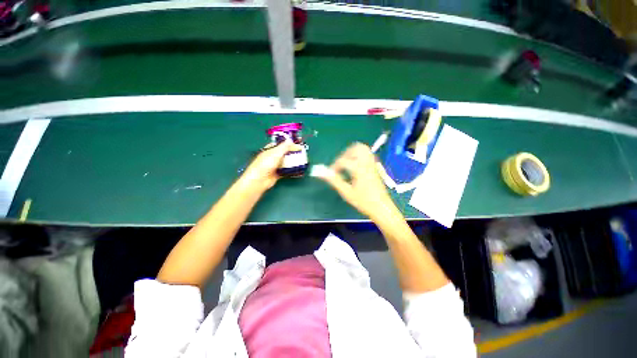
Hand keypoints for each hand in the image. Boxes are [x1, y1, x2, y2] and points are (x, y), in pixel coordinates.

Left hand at [240, 140, 302, 191]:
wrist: (260, 180)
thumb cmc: (266, 164)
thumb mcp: (276, 153)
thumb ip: (284, 147)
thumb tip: (290, 140)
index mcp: (269, 150)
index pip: (280, 144)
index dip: (288, 143)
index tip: (297, 143)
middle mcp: (272, 157)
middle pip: (284, 153)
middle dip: (292, 152)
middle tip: (301, 152)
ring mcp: (275, 166)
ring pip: (285, 162)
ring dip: (293, 161)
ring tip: (302, 160)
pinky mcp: (277, 174)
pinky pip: (286, 171)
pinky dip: (292, 170)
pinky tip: (298, 171)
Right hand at [314, 143, 401, 221]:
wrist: (381, 208)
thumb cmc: (364, 202)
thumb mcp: (347, 192)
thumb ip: (334, 181)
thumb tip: (322, 173)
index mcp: (360, 169)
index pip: (344, 161)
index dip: (334, 166)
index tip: (330, 173)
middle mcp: (367, 163)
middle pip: (356, 148)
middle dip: (345, 154)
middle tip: (339, 165)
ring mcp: (372, 164)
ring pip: (363, 149)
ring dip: (352, 152)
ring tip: (346, 163)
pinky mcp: (375, 166)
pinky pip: (367, 153)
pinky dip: (359, 155)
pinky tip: (354, 166)